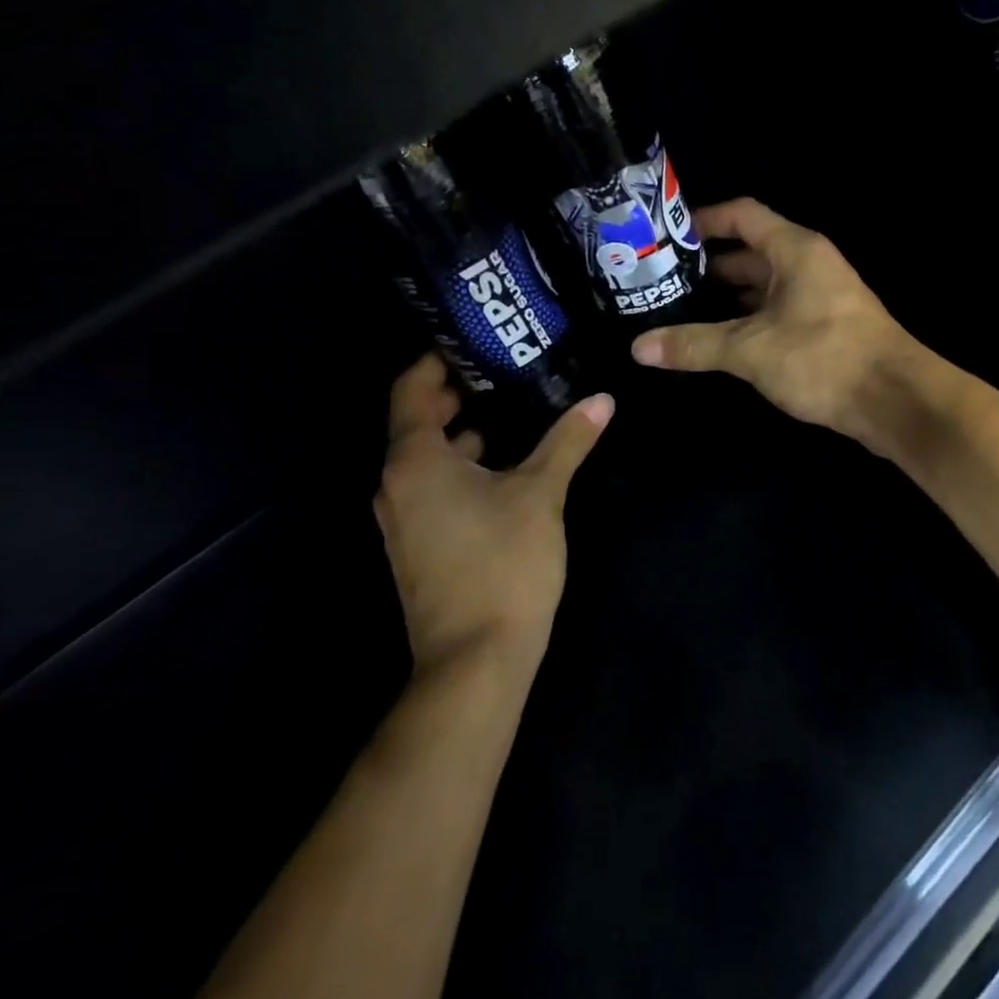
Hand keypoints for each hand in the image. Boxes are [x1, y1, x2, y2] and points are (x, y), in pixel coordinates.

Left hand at [374, 353, 613, 671]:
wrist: (476, 659)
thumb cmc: (503, 564)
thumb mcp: (541, 494)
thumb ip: (568, 441)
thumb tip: (602, 399)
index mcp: (414, 460)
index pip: (412, 389)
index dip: (439, 359)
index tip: (476, 339)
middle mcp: (396, 484)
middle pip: (419, 421)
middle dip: (461, 393)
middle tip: (508, 368)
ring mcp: (404, 518)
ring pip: (430, 457)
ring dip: (466, 432)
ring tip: (517, 409)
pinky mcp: (419, 545)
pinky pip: (435, 487)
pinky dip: (464, 465)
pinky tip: (509, 466)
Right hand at [628, 198, 923, 446]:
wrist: (895, 401)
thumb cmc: (823, 358)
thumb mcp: (751, 349)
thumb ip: (695, 345)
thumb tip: (638, 348)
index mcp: (795, 250)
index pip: (743, 215)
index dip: (704, 219)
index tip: (665, 236)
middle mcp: (809, 266)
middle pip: (750, 252)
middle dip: (708, 266)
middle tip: (662, 281)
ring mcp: (820, 298)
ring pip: (764, 287)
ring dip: (727, 298)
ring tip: (681, 311)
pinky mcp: (826, 330)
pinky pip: (777, 314)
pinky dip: (749, 322)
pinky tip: (720, 342)